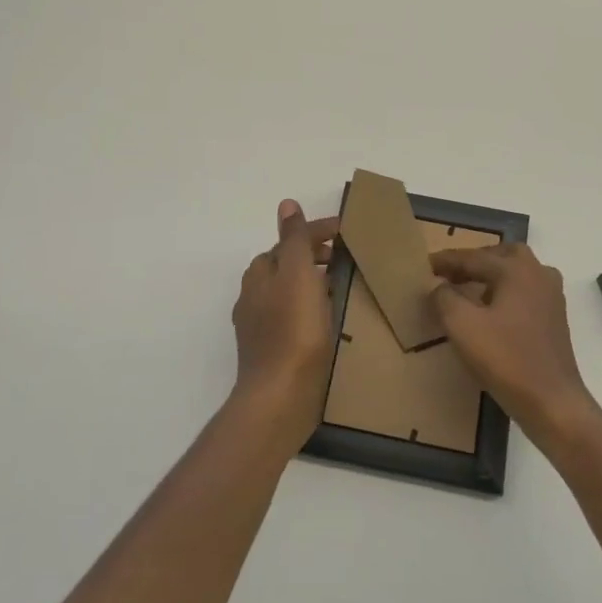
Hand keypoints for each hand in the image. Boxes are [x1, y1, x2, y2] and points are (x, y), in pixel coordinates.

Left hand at [230, 200, 339, 452]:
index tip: (347, 233)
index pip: (288, 241)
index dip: (316, 232)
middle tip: (346, 260)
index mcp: (259, 275)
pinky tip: (329, 322)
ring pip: (289, 293)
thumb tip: (286, 204)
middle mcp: (254, 298)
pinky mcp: (273, 354)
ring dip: (313, 284)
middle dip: (313, 257)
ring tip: (342, 288)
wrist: (280, 398)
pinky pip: (294, 319)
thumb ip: (293, 239)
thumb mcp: (297, 274)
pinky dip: (311, 310)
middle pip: (285, 266)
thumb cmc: (292, 330)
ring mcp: (261, 328)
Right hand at [429, 242, 598, 452]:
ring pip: (517, 272)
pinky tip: (492, 312)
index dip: (447, 261)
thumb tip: (440, 286)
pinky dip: (506, 292)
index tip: (425, 264)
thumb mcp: (462, 326)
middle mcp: (538, 274)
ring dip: (492, 275)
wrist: (553, 402)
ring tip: (468, 290)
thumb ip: (445, 298)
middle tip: (451, 273)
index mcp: (517, 270)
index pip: (474, 258)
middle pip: (501, 256)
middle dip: (475, 261)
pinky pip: (525, 291)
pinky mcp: (555, 318)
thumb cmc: (506, 360)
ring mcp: (551, 296)